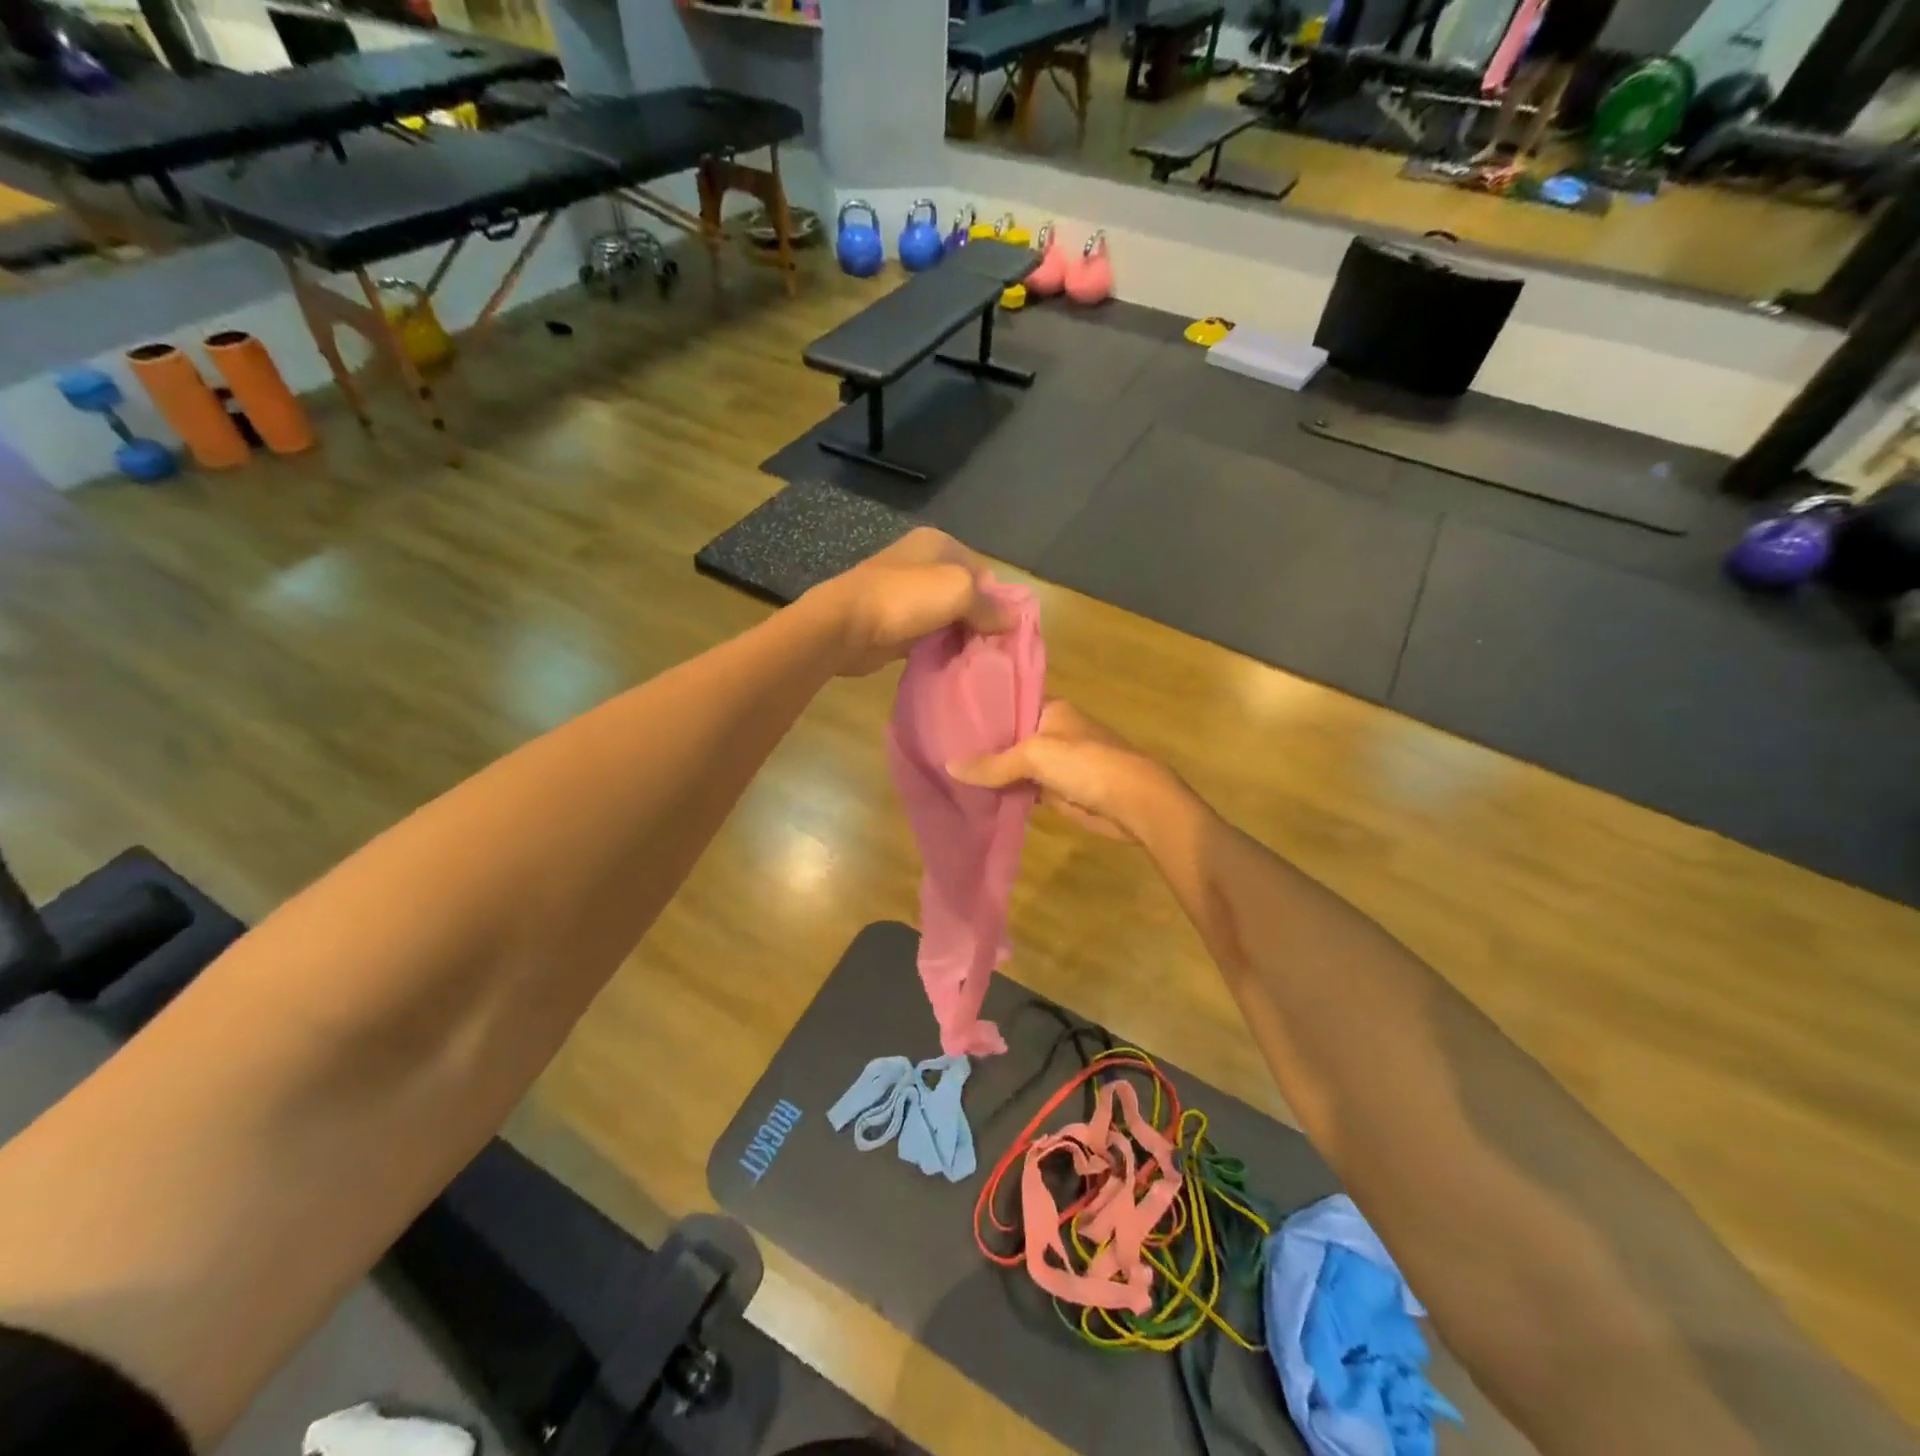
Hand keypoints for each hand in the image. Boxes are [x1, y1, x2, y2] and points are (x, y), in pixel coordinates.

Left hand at [803, 528, 1012, 676]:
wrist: (846, 626)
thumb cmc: (906, 598)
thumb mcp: (959, 591)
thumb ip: (989, 605)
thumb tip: (1012, 620)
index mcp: (939, 543)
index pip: (983, 571)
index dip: (998, 599)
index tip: (1007, 629)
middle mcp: (923, 564)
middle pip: (966, 594)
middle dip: (981, 620)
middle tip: (995, 649)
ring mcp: (907, 595)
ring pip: (948, 617)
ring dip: (961, 637)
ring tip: (978, 660)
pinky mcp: (896, 624)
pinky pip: (929, 635)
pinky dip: (941, 648)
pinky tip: (953, 664)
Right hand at [948, 700, 1185, 842]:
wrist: (1133, 801)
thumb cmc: (1086, 763)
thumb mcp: (1035, 755)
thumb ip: (994, 763)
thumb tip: (949, 766)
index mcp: (1051, 709)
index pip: (1009, 705)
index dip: (982, 713)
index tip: (947, 720)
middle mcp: (1052, 732)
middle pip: (1010, 738)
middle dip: (982, 747)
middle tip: (939, 750)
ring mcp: (1056, 763)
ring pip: (1016, 766)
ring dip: (993, 774)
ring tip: (948, 774)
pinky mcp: (1059, 791)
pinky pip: (1025, 789)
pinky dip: (1007, 794)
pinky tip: (977, 797)